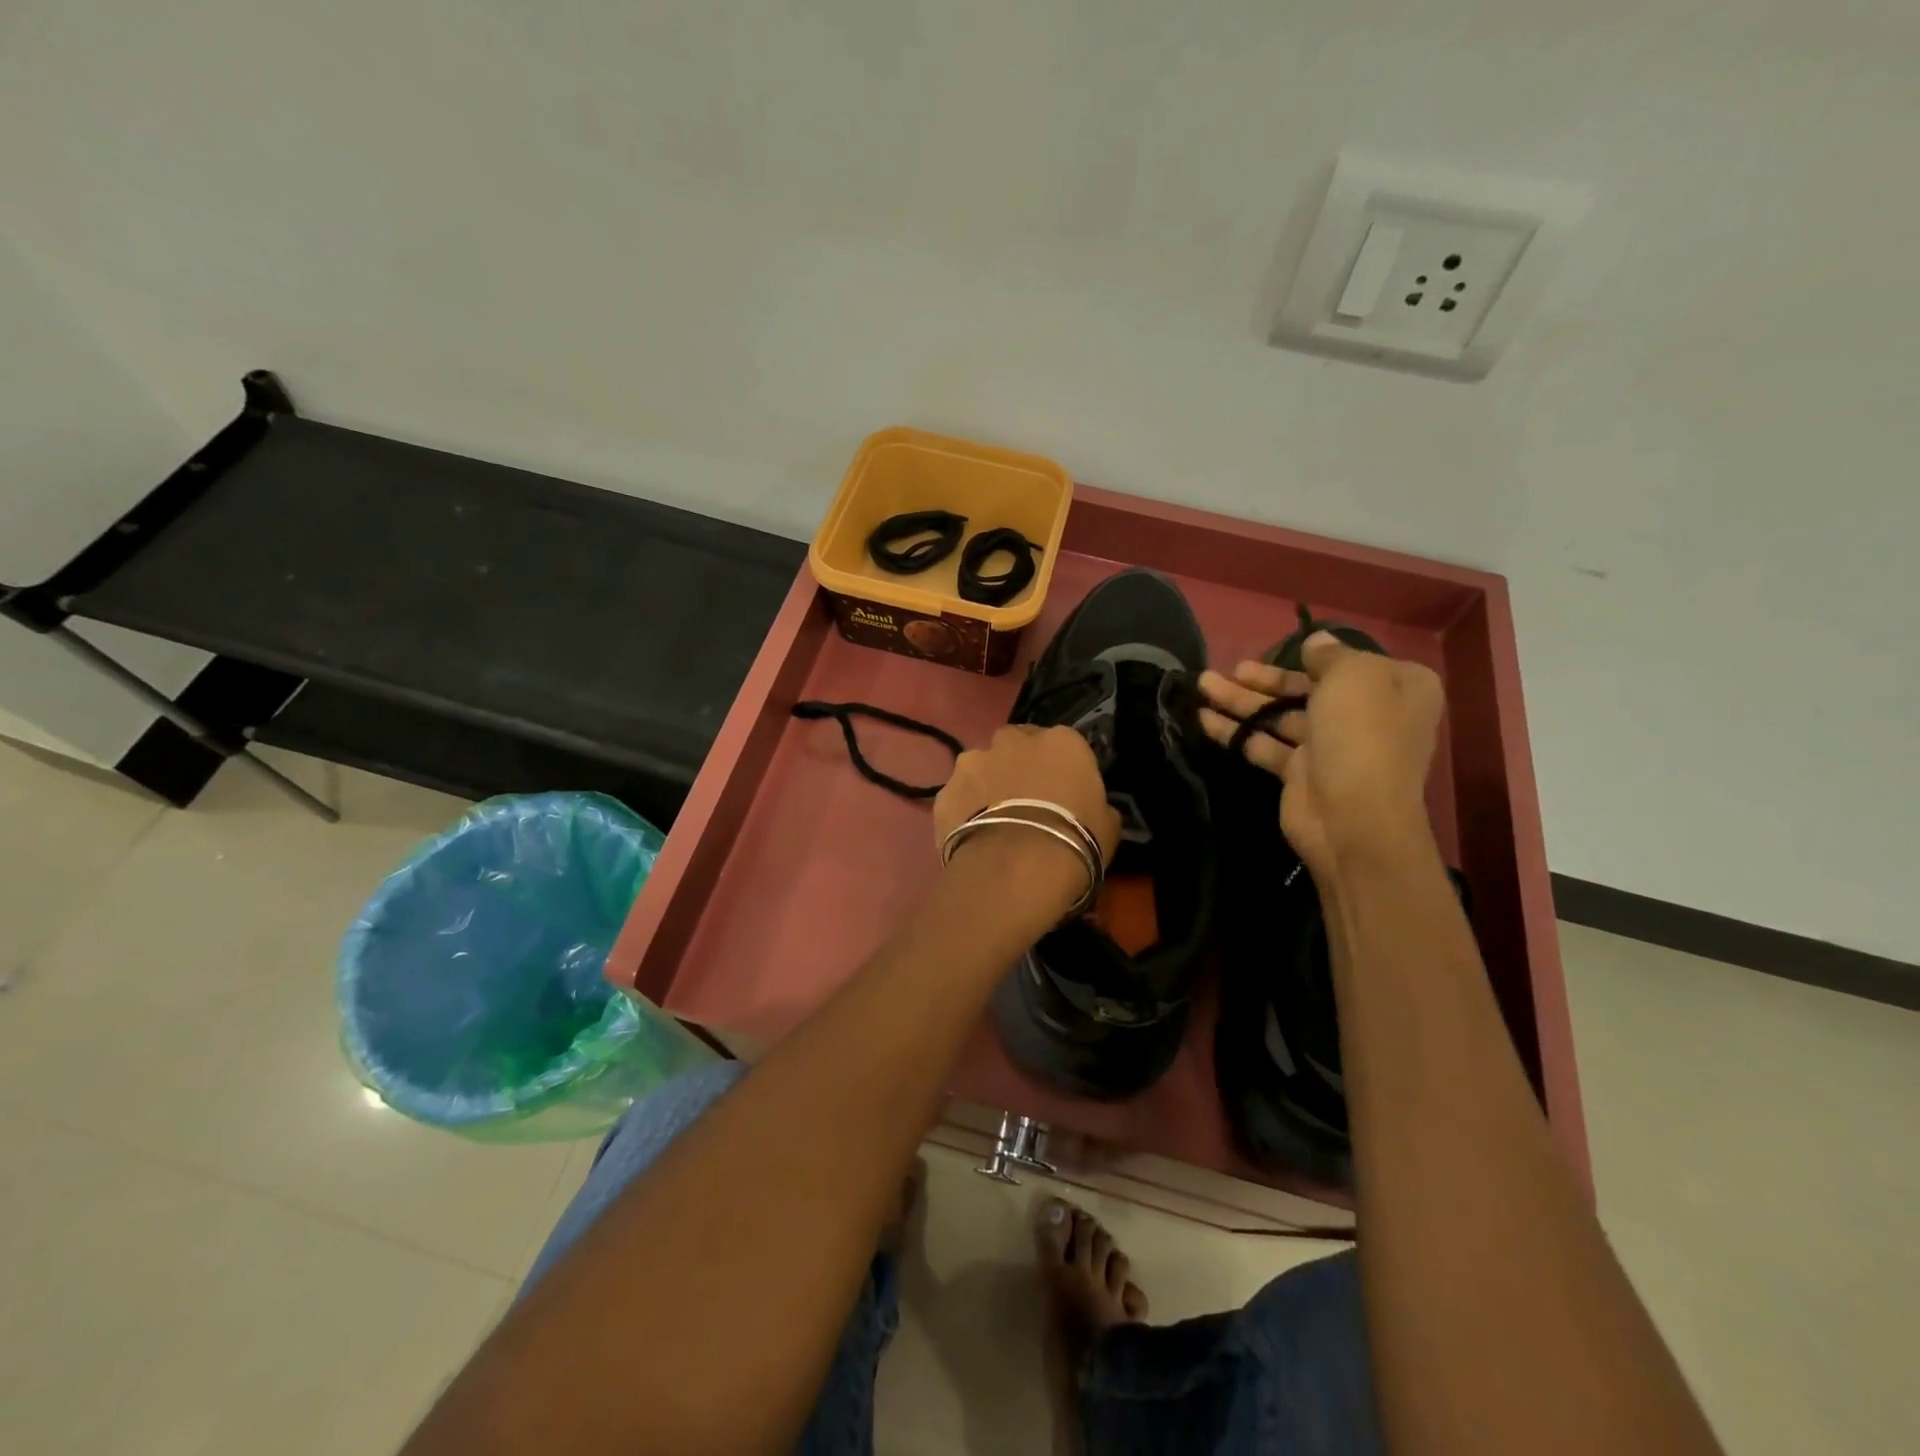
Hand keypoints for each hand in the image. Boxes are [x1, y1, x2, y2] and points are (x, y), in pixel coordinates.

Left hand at [933, 725, 1121, 920]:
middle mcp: (1013, 740)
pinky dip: (963, 812)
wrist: (1017, 869)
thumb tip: (1091, 807)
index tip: (1062, 793)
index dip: (1061, 769)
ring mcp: (972, 762)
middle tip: (1025, 802)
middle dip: (1019, 767)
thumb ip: (1096, 804)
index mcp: (1061, 741)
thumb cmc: (1075, 841)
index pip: (1063, 744)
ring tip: (994, 822)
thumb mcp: (1108, 824)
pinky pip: (958, 798)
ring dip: (987, 785)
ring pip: (981, 767)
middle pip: (1017, 746)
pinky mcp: (945, 791)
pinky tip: (971, 838)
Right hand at [1197, 633, 1442, 878]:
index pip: (1351, 663)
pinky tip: (1203, 718)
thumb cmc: (1361, 733)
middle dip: (1266, 678)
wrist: (1354, 816)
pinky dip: (1235, 731)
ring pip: (1280, 715)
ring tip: (1202, 684)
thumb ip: (1329, 654)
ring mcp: (1331, 746)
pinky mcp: (1299, 773)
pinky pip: (1264, 743)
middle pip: (1307, 688)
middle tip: (1229, 668)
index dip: (1316, 655)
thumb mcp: (1353, 675)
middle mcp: (1367, 714)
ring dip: (1242, 700)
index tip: (1284, 648)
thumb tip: (1316, 642)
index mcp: (1395, 686)